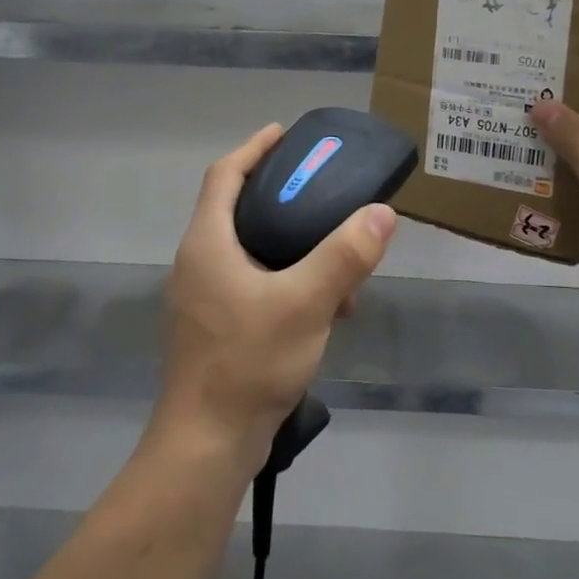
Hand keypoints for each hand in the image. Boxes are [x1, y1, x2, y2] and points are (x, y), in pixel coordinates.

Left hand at [153, 123, 397, 469]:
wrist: (207, 444)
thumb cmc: (248, 362)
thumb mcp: (306, 303)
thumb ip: (344, 256)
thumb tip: (381, 213)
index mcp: (207, 243)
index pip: (225, 175)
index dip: (255, 148)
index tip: (285, 133)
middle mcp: (198, 263)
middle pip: (237, 209)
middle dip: (281, 197)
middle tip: (323, 192)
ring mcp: (202, 299)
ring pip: (249, 252)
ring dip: (291, 247)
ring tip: (337, 259)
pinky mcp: (214, 329)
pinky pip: (252, 285)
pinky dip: (286, 281)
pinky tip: (323, 307)